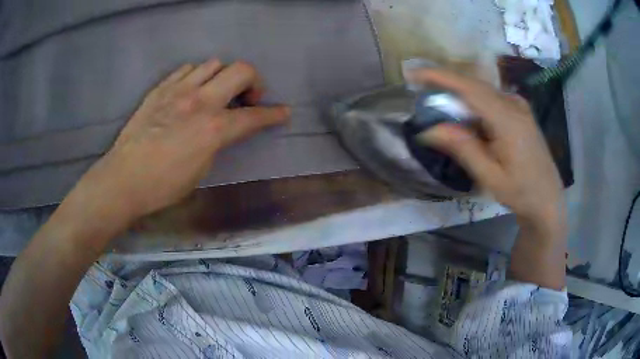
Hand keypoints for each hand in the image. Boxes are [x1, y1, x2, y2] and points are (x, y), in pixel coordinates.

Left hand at [74, 59, 289, 222]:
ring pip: (213, 63)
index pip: (254, 116)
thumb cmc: (163, 186)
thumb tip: (224, 128)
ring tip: (216, 93)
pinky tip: (191, 90)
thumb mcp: (201, 170)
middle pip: (241, 70)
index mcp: (213, 129)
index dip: (274, 114)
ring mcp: (178, 90)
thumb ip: (218, 142)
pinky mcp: (160, 89)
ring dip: (222, 76)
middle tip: (247, 98)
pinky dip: (197, 75)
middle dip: (254, 81)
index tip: (284, 112)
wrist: (124, 178)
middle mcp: (200, 101)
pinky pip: (187, 69)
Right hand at [411, 69, 564, 237]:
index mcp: (508, 120)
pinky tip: (466, 114)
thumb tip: (430, 130)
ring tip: (439, 101)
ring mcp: (519, 107)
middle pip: (475, 85)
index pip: (469, 89)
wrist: (548, 199)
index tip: (414, 74)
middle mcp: (514, 105)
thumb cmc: (521, 192)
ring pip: (483, 90)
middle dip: (446, 82)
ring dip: (459, 92)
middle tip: (420, 87)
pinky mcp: (520, 112)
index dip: (440, 77)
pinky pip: (492, 98)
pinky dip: (473, 101)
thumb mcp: (490, 176)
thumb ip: (463, 149)